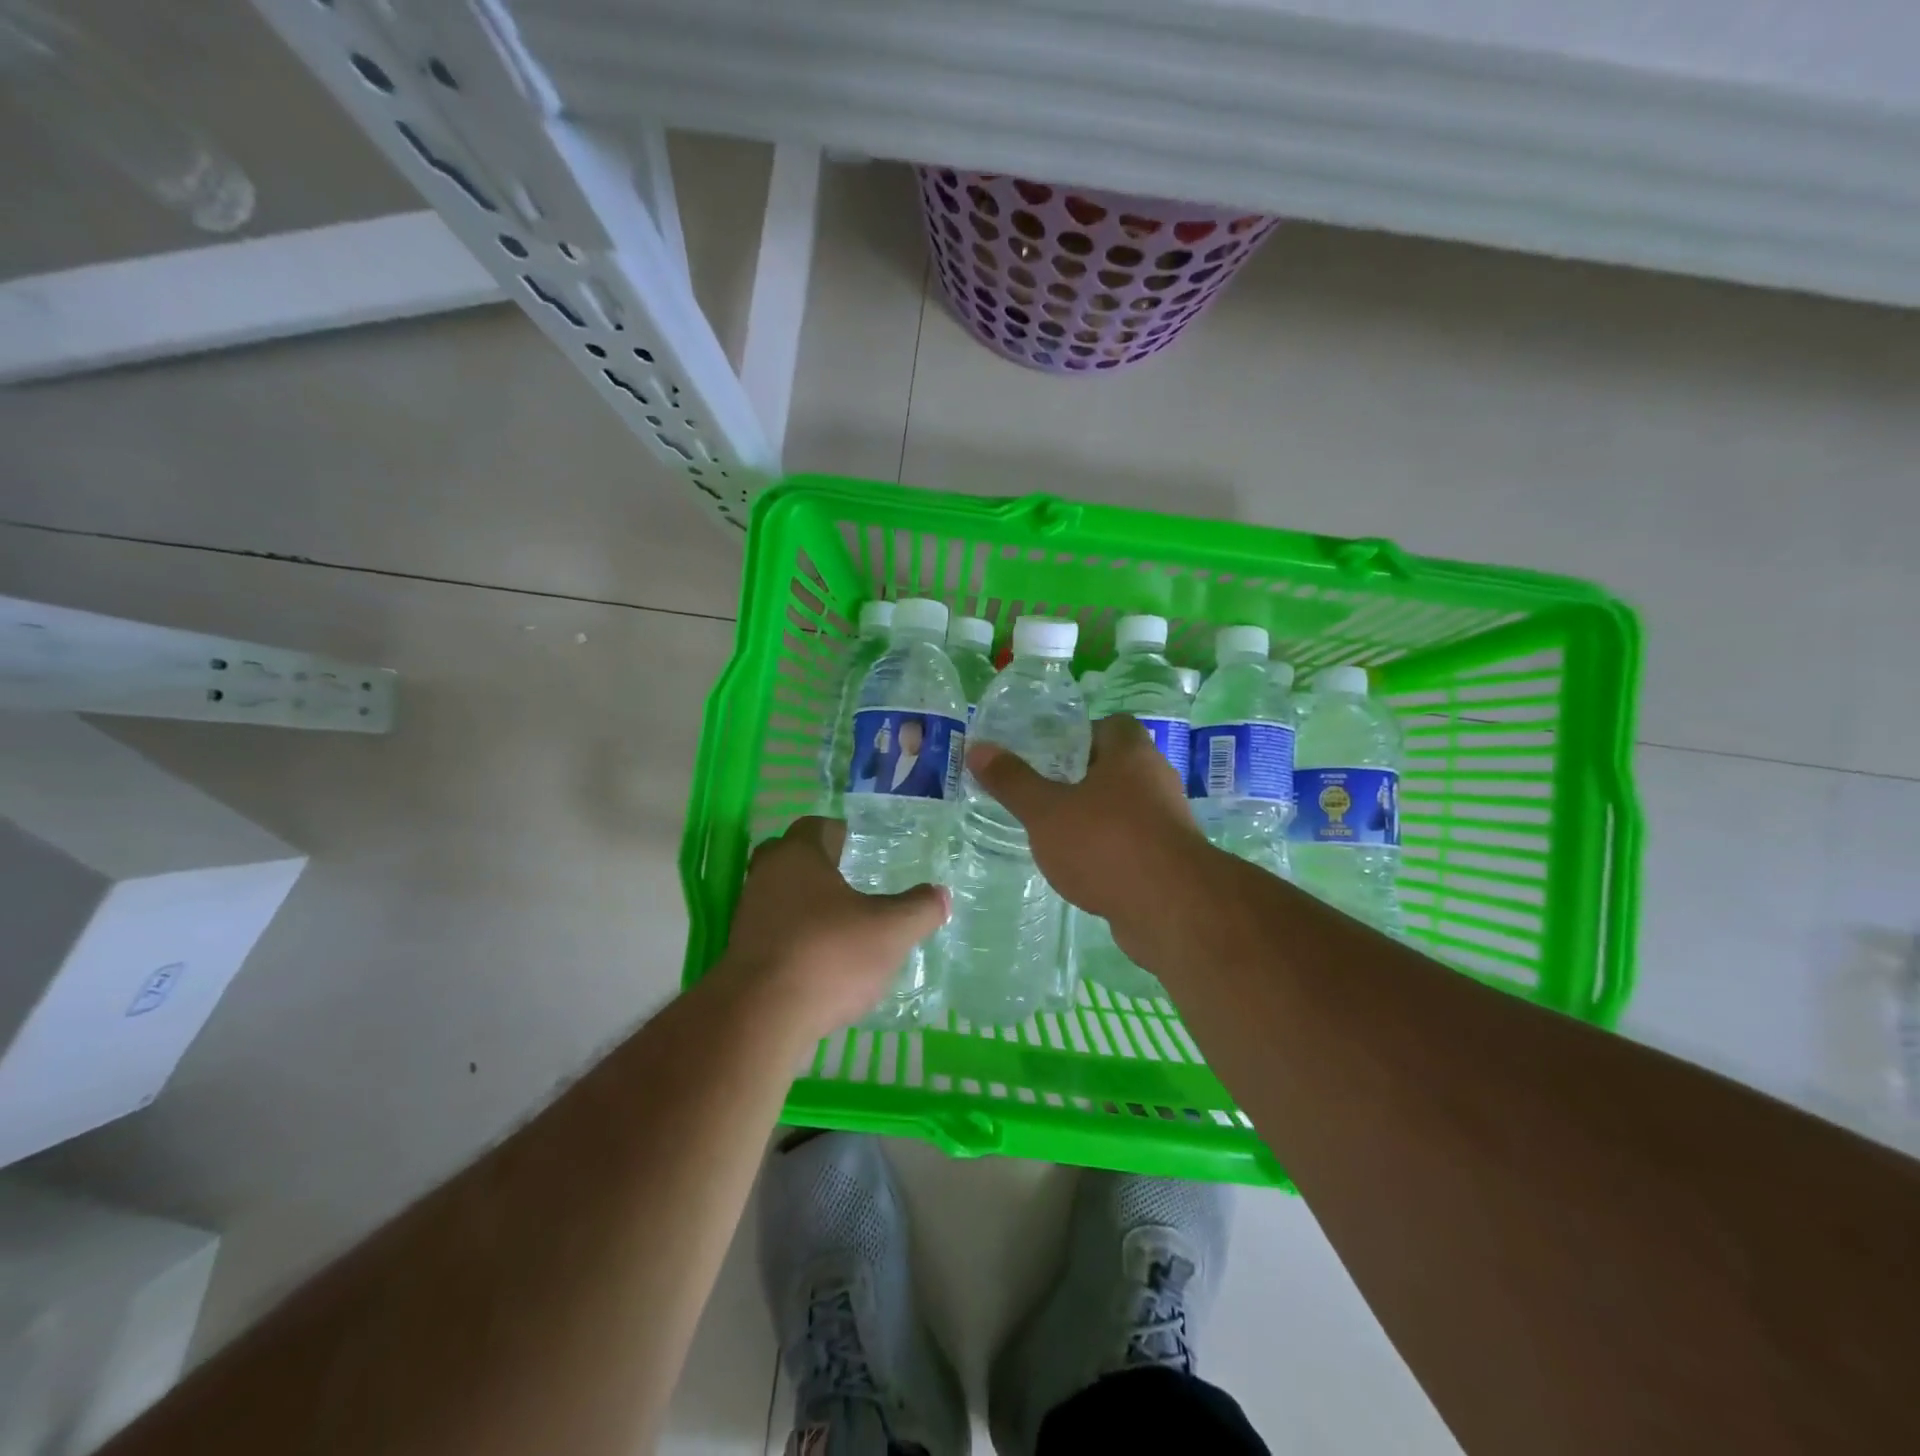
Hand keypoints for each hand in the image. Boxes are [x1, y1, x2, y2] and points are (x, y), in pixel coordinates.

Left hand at [716, 816, 948, 1041]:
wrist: (760, 1019)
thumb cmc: (829, 955)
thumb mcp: (891, 931)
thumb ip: (920, 908)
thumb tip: (941, 895)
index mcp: (797, 855)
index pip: (815, 826)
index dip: (839, 833)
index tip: (860, 848)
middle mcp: (765, 877)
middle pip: (790, 858)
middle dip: (818, 866)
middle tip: (851, 881)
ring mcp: (748, 917)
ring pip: (779, 896)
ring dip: (806, 905)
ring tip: (842, 925)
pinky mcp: (741, 955)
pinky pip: (773, 932)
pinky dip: (796, 938)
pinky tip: (822, 960)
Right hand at [966, 716, 1214, 959]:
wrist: (1171, 909)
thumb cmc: (1105, 843)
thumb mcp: (1046, 810)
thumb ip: (1012, 781)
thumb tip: (978, 747)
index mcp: (1131, 754)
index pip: (1111, 725)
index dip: (1079, 734)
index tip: (1048, 754)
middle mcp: (1156, 780)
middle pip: (1116, 767)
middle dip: (1081, 778)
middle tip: (1042, 792)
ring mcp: (1167, 823)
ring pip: (1124, 809)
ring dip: (1095, 818)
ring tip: (1054, 833)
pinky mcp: (1169, 861)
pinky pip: (1132, 844)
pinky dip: (1109, 851)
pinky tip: (1080, 869)